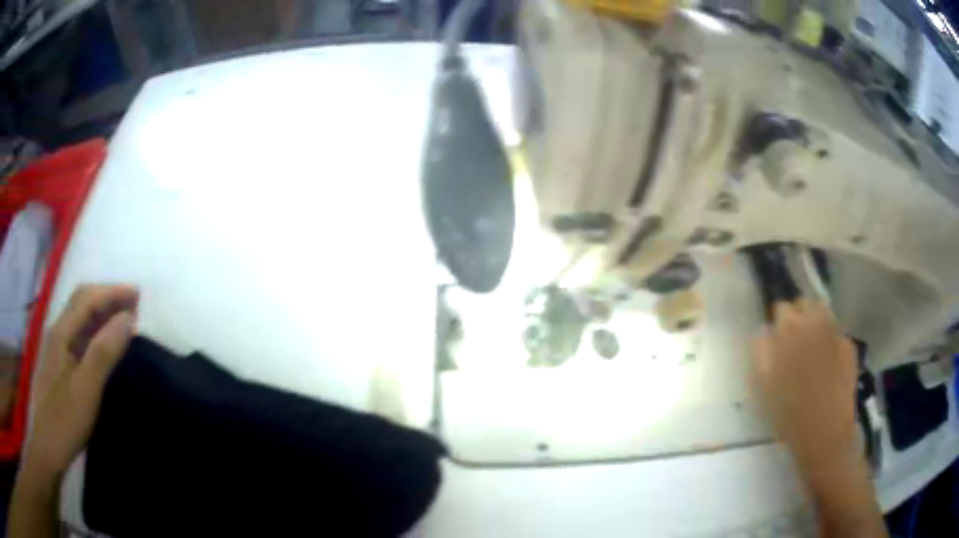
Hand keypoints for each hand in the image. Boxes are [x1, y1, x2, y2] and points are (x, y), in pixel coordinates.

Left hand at [24, 285, 138, 481]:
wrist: (48, 445)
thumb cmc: (65, 419)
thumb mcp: (86, 389)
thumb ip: (104, 352)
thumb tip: (128, 319)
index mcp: (62, 332)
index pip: (88, 299)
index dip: (113, 292)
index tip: (138, 295)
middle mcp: (58, 332)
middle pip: (82, 301)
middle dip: (107, 296)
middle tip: (133, 303)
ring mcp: (58, 348)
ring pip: (80, 317)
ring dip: (102, 311)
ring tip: (123, 319)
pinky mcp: (60, 364)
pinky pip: (79, 335)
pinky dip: (95, 329)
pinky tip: (104, 342)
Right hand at [752, 300, 858, 470]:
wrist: (824, 432)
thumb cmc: (789, 413)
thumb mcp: (764, 384)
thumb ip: (762, 351)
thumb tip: (764, 330)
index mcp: (789, 329)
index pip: (781, 309)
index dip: (778, 324)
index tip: (776, 341)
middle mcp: (813, 321)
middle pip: (803, 304)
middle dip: (798, 318)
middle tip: (795, 345)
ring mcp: (834, 330)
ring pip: (822, 312)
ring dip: (815, 324)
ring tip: (812, 349)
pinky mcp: (848, 344)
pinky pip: (836, 332)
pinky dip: (830, 340)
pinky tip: (828, 363)